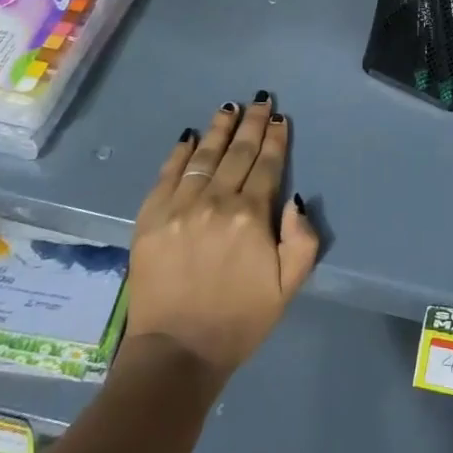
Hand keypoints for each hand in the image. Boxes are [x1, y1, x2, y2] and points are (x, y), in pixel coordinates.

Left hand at [125, 95, 318, 385]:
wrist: (177, 352)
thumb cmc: (239, 320)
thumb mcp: (288, 287)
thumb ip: (302, 240)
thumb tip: (295, 199)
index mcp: (250, 216)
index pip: (266, 166)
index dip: (275, 139)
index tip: (280, 118)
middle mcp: (215, 201)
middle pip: (237, 153)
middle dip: (251, 124)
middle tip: (260, 100)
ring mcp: (179, 206)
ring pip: (204, 156)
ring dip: (219, 129)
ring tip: (229, 107)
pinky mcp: (150, 217)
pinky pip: (168, 174)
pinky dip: (180, 152)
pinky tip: (190, 136)